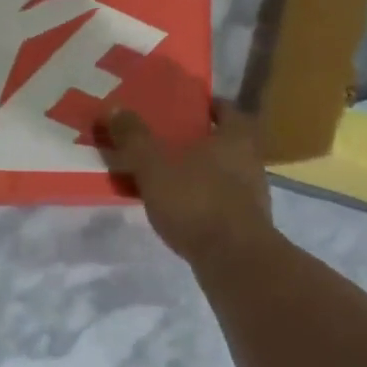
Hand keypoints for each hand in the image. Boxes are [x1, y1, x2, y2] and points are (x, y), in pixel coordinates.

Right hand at [103, 100, 274, 265]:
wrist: (234, 260)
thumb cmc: (197, 202)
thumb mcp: (154, 168)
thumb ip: (134, 139)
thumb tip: (113, 108)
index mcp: (236, 137)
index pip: (225, 109)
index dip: (205, 106)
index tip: (182, 109)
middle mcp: (251, 160)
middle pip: (225, 141)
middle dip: (200, 141)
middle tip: (167, 143)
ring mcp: (253, 194)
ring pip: (224, 173)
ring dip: (201, 172)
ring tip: (169, 177)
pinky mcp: (247, 224)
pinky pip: (222, 201)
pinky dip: (204, 200)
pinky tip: (182, 209)